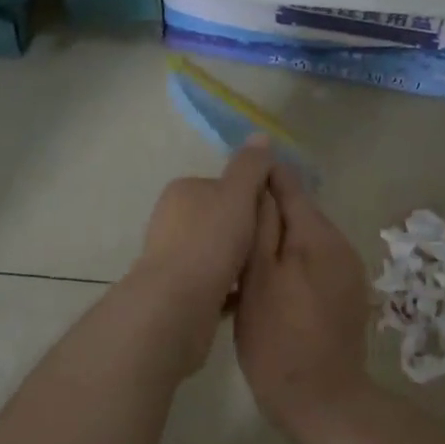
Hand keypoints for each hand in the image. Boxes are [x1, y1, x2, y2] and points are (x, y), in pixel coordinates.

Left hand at [128, 140, 277, 375]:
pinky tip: (249, 295)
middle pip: (221, 219)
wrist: (175, 307)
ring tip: (265, 271)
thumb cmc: (209, 242)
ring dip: (238, 260)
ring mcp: (170, 258)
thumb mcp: (237, 194)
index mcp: (183, 191)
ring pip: (216, 252)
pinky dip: (229, 287)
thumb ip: (250, 166)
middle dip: (245, 230)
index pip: (225, 185)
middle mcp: (171, 220)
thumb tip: (260, 136)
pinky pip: (212, 283)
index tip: (273, 214)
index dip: (251, 197)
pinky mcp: (175, 292)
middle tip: (273, 245)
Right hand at [233, 163, 372, 440]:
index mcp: (317, 233)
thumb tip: (260, 180)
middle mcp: (339, 242)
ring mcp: (348, 270)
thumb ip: (261, 225)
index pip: (288, 184)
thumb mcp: (258, 278)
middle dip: (267, 214)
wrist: (325, 404)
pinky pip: (316, 263)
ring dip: (278, 242)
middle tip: (230, 231)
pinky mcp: (348, 295)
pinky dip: (293, 264)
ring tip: (245, 261)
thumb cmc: (279, 339)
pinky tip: (270, 287)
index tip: (231, 187)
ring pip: (306, 238)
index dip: (260, 178)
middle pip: (298, 211)